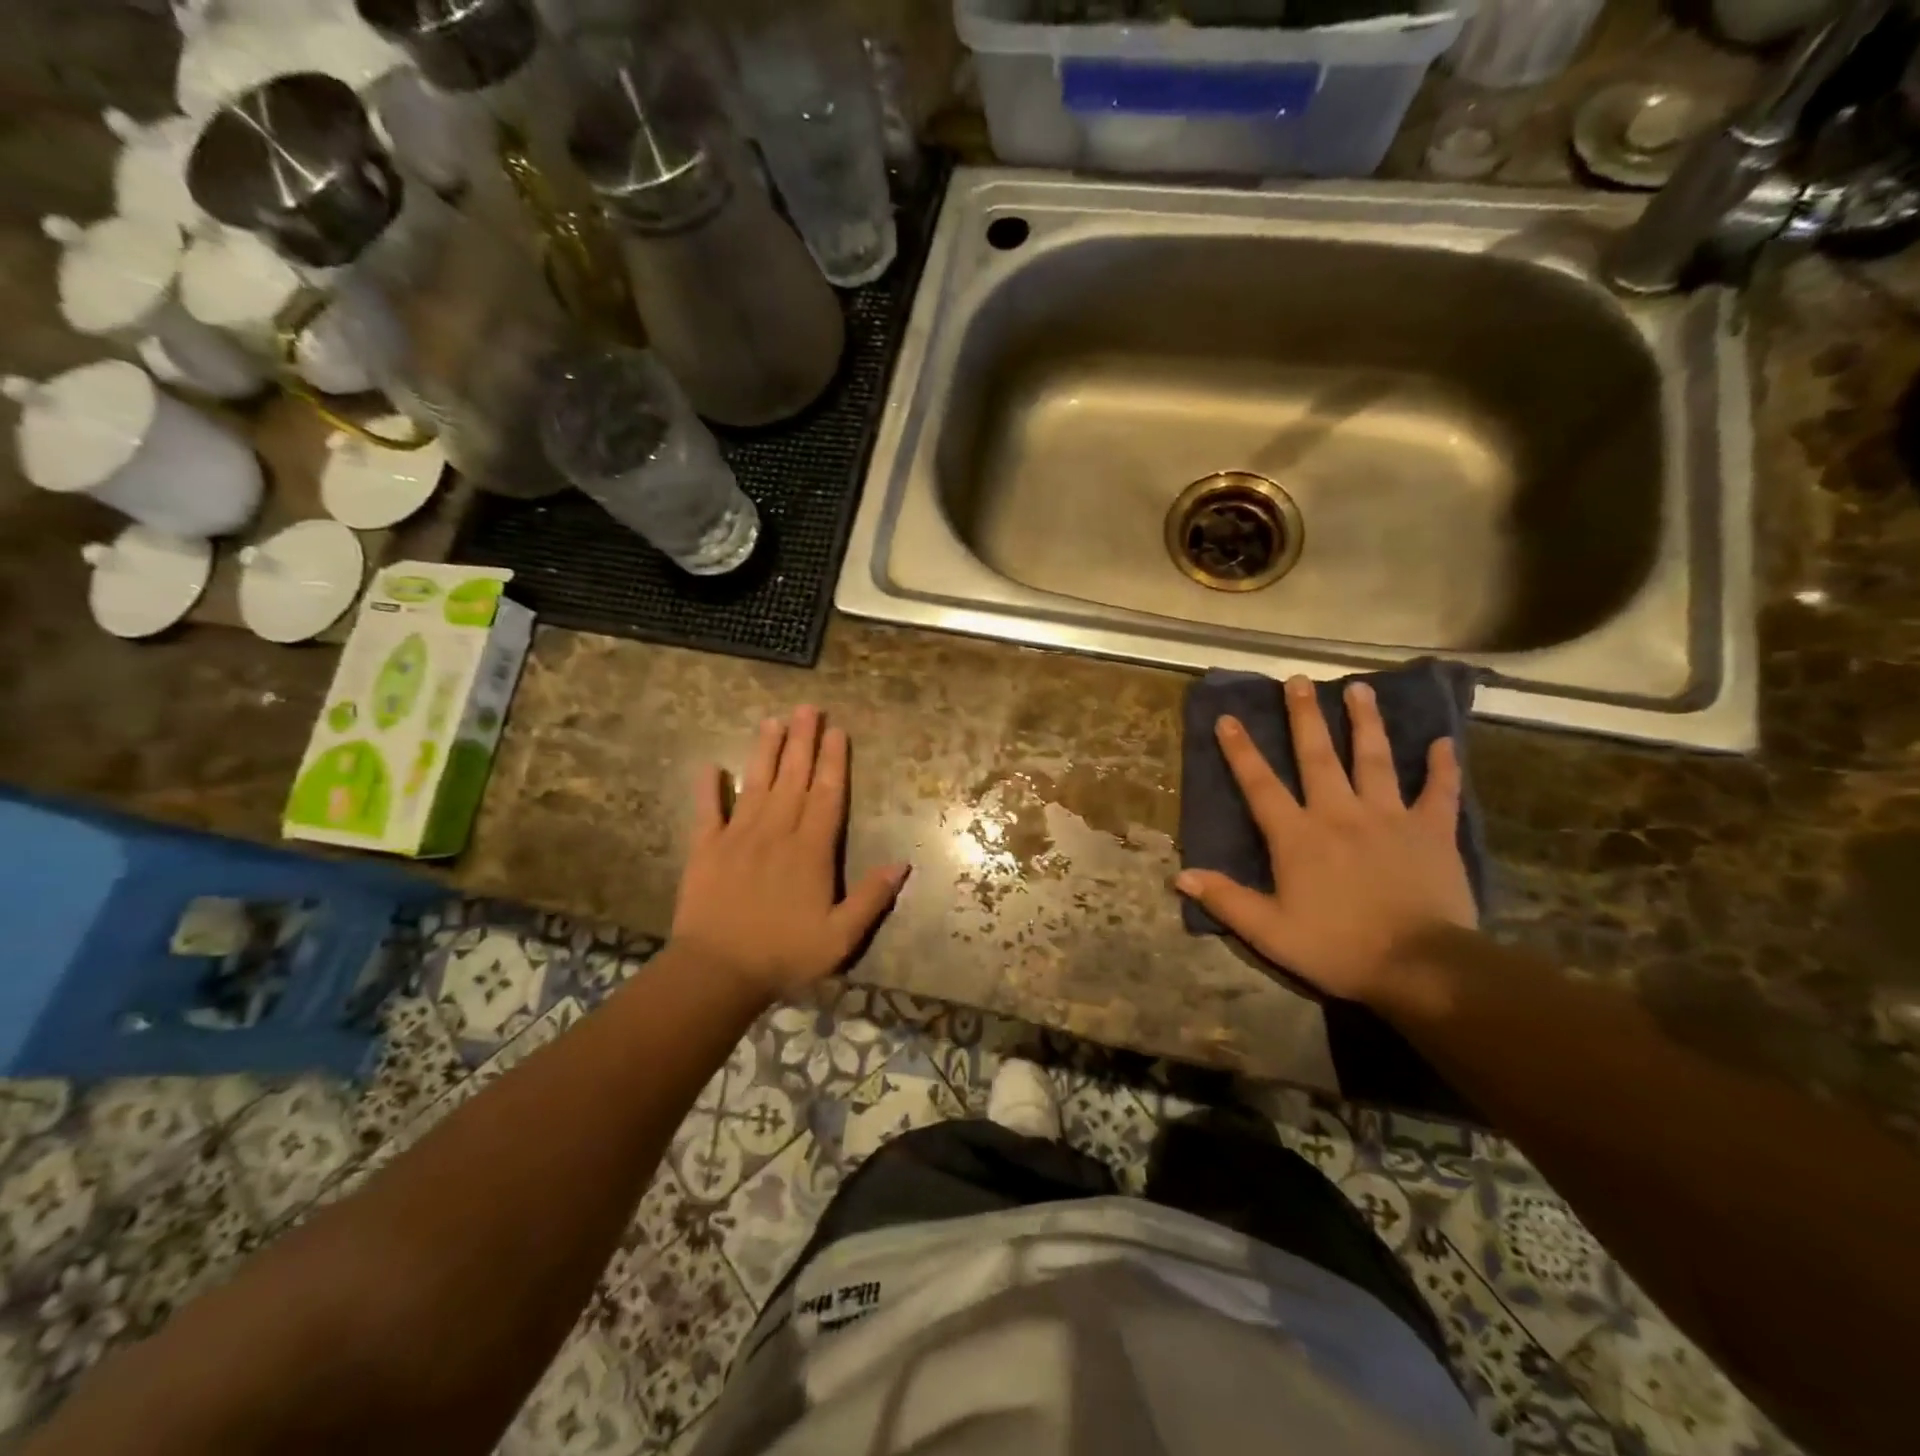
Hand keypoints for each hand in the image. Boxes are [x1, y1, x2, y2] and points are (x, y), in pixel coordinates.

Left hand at [673, 706, 909, 1000]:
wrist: (717, 972)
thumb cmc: (784, 954)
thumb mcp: (840, 938)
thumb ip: (871, 899)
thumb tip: (902, 864)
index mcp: (811, 850)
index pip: (827, 795)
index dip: (834, 761)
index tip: (837, 730)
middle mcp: (777, 833)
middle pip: (793, 778)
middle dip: (803, 741)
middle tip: (808, 708)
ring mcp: (738, 837)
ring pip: (756, 784)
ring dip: (765, 751)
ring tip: (772, 720)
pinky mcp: (706, 849)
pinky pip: (707, 811)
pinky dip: (709, 789)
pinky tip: (711, 766)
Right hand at [1175, 676, 1475, 1007]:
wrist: (1420, 967)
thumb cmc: (1338, 948)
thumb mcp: (1270, 932)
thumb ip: (1226, 901)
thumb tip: (1181, 876)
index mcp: (1298, 837)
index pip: (1260, 785)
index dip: (1241, 751)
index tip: (1228, 718)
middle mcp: (1339, 814)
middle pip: (1318, 756)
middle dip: (1305, 716)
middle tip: (1298, 680)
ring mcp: (1389, 818)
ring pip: (1375, 759)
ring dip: (1365, 722)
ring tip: (1361, 689)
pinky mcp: (1431, 832)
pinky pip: (1439, 792)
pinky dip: (1442, 767)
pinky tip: (1443, 742)